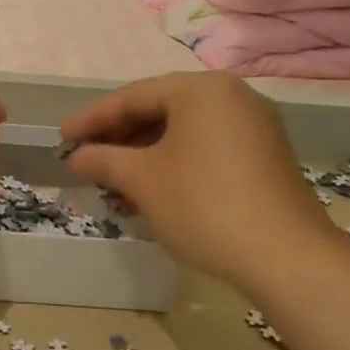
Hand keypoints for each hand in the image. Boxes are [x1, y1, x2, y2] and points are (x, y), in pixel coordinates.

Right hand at [60, 72, 339, 287]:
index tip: (62, 138)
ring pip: (183, 132)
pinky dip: (174, 163)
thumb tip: (77, 157)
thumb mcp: (142, 180)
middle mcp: (231, 97)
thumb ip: (103, 159)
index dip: (92, 119)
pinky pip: (206, 148)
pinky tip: (152, 190)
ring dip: (144, 154)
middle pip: (160, 110)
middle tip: (87, 159)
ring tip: (114, 182)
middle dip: (119, 137)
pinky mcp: (265, 157)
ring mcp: (254, 127)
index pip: (133, 96)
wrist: (287, 259)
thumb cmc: (204, 205)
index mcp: (201, 90)